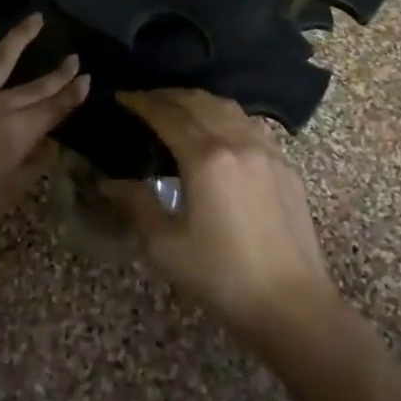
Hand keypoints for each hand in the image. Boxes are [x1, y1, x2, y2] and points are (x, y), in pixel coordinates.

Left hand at [0, 14, 89, 273]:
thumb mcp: (8, 193)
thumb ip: (31, 162)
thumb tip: (48, 143)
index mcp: (17, 134)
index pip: (52, 108)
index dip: (71, 94)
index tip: (86, 78)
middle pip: (33, 85)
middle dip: (57, 72)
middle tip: (74, 57)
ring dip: (18, 37)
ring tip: (34, 18)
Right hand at [105, 90, 341, 342]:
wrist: (292, 304)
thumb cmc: (222, 276)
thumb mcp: (166, 247)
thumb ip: (136, 206)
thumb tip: (109, 182)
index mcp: (205, 158)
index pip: (167, 115)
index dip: (141, 102)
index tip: (122, 97)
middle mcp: (237, 141)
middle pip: (197, 102)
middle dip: (167, 96)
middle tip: (145, 101)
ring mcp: (266, 150)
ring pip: (227, 107)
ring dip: (198, 101)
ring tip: (179, 109)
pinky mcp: (285, 164)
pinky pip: (251, 123)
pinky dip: (227, 115)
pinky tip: (221, 129)